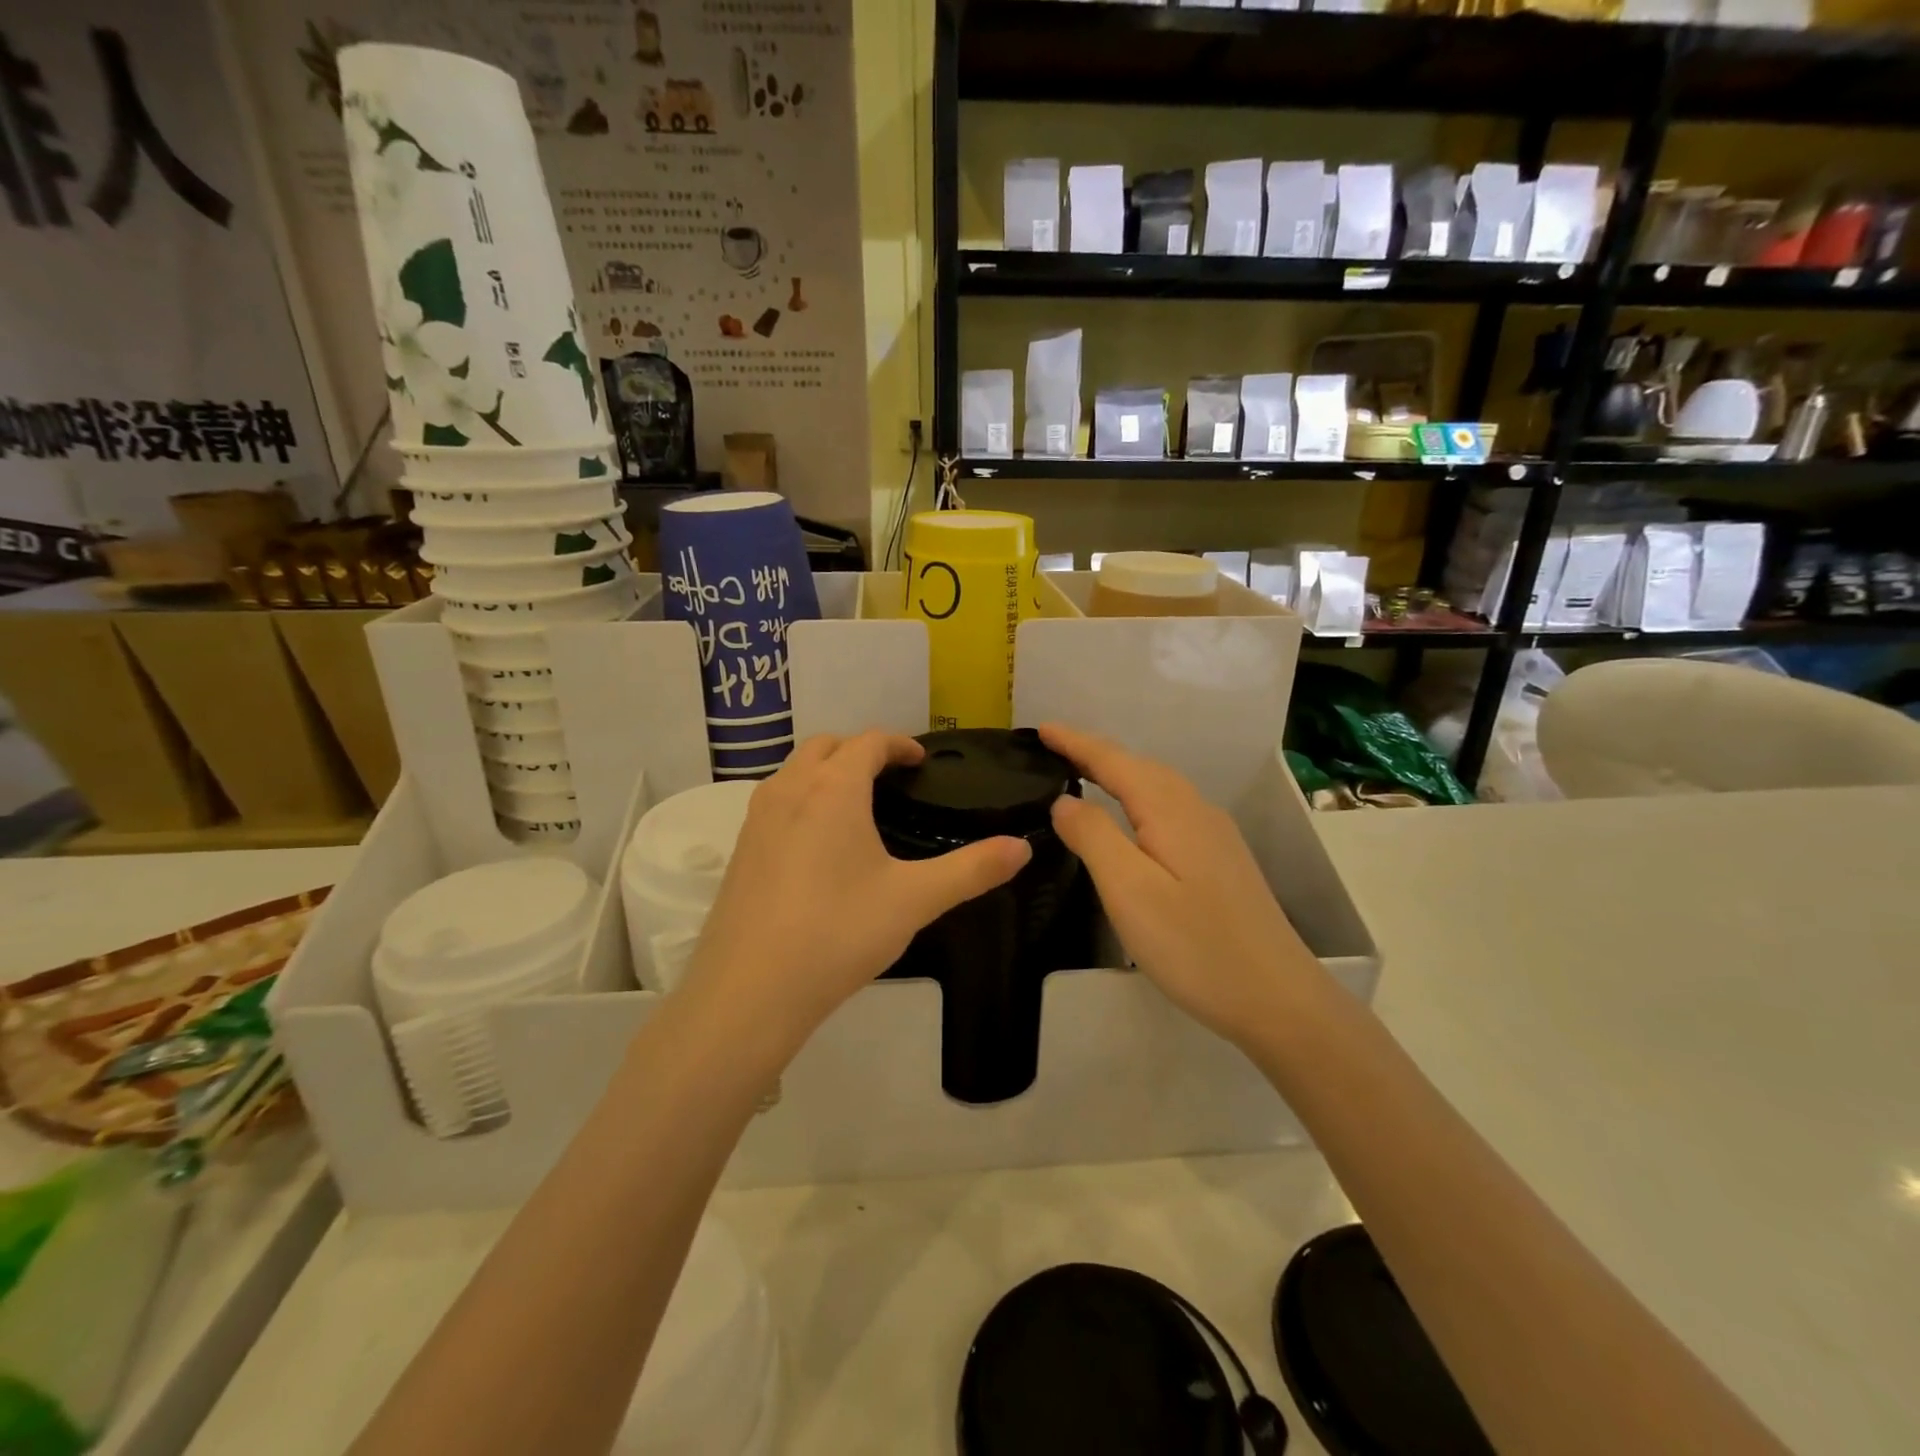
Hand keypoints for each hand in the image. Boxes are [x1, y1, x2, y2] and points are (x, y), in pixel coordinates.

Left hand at [685, 732, 1031, 1048]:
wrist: (750, 991)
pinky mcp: (740, 850)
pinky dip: (802, 800)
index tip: (920, 762)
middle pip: (825, 746)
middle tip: (891, 779)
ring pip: (794, 772)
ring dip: (826, 772)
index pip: (868, 742)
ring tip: (857, 807)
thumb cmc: (838, 933)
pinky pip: (776, 802)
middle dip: (860, 751)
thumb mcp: (914, 900)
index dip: (899, 744)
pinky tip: (819, 847)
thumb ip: (971, 870)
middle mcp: (789, 790)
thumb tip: (1022, 847)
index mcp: (832, 789)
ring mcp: (756, 819)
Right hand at [1040, 723, 1320, 1048]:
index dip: (1075, 743)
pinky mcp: (1220, 858)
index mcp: (1170, 810)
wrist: (1277, 998)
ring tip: (1082, 774)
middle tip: (1052, 750)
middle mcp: (1195, 810)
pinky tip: (1130, 818)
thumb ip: (1093, 836)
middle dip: (1094, 752)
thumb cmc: (1194, 946)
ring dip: (1118, 773)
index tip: (1040, 729)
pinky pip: (1169, 808)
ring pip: (1157, 786)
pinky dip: (1138, 798)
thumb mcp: (1129, 891)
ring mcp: (1214, 834)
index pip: (1113, 761)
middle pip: (1138, 766)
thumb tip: (1064, 800)